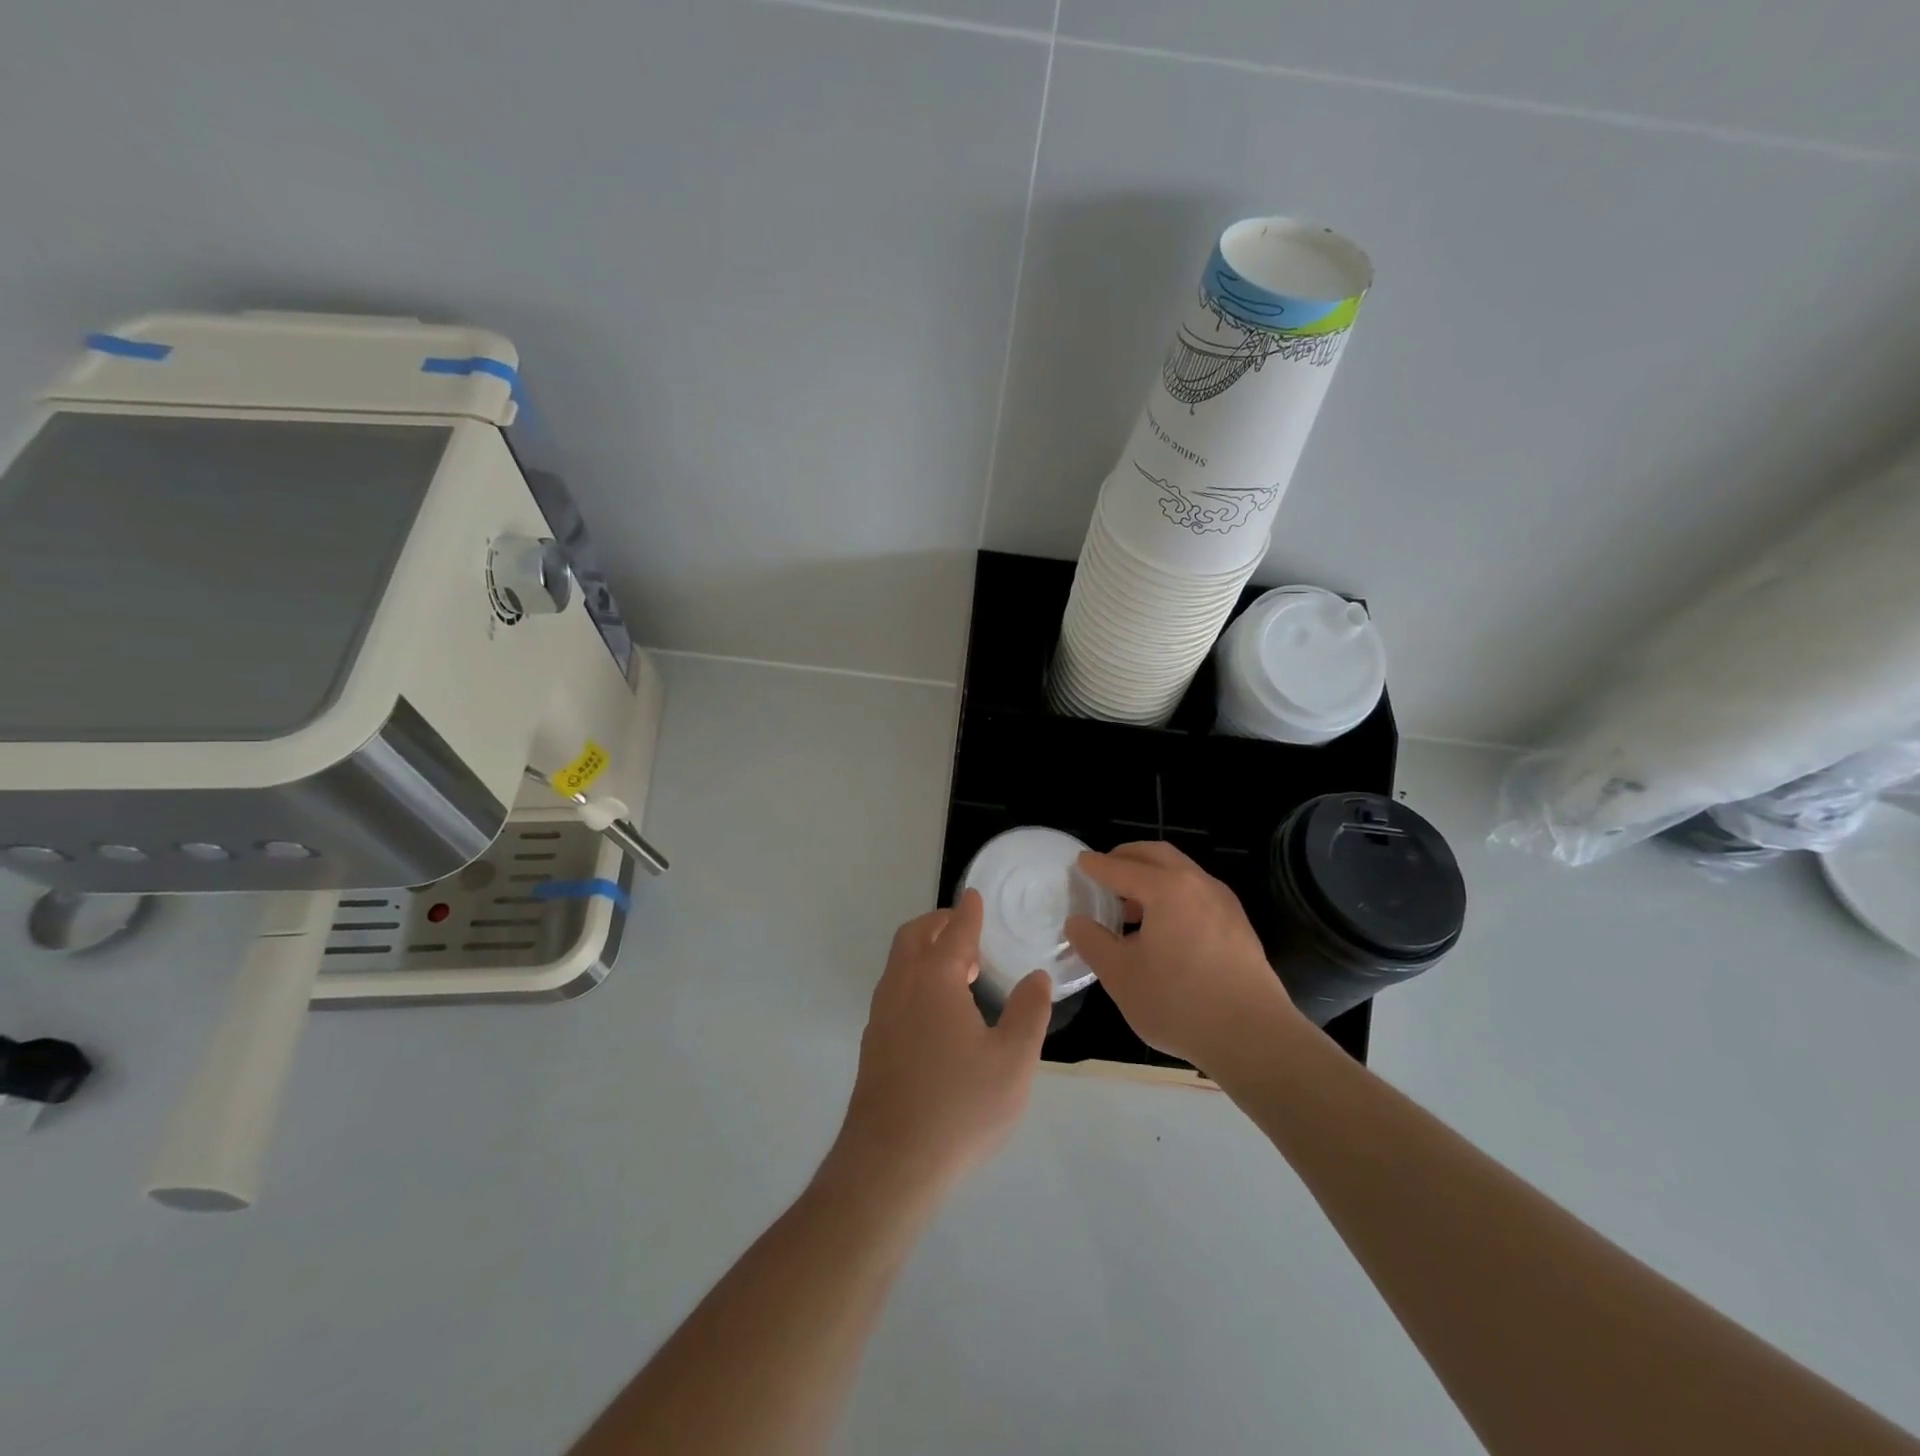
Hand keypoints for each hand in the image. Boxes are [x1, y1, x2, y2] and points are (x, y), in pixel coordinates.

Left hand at [832, 890, 1051, 1202]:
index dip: (967, 913)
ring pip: (899, 965)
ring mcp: (881, 1018)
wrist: (889, 1166)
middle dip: (938, 924)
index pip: (953, 933)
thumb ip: (1028, 1013)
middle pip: (913, 938)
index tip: (973, 896)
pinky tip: (937, 1012)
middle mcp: (901, 989)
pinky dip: (915, 979)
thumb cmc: (959, 1108)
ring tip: (958, 970)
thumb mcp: (1013, 1062)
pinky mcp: (872, 1046)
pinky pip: (894, 991)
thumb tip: (1035, 977)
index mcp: (935, 982)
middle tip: (965, 929)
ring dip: (924, 952)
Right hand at [1065, 841, 1303, 1072]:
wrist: (1254, 1037)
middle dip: (1128, 857)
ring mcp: (1224, 904)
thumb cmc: (1178, 1002)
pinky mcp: (1239, 926)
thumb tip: (1077, 921)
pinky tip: (1163, 928)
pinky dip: (1174, 895)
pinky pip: (1198, 895)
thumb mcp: (1121, 976)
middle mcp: (1198, 884)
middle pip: (1157, 855)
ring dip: (1153, 877)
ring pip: (1182, 873)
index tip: (1080, 863)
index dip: (1097, 866)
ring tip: (1130, 905)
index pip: (1121, 867)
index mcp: (1166, 889)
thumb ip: (1093, 942)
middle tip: (1105, 870)